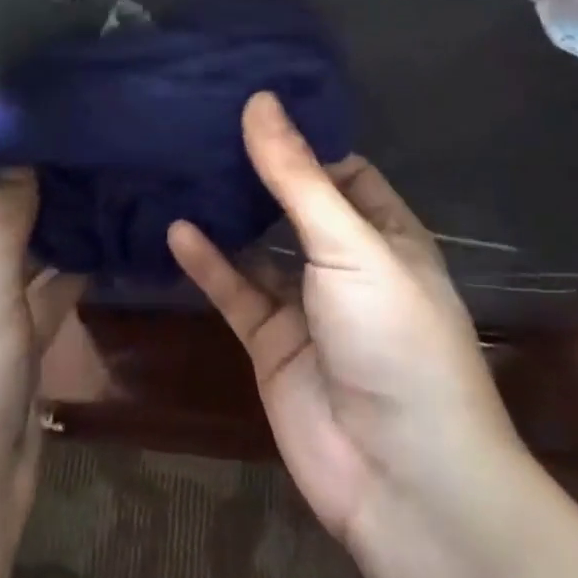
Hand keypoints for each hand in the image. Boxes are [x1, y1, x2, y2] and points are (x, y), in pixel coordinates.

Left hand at [0, 159, 85, 531]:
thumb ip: (7, 220)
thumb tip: (19, 159)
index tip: (2, 157)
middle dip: (9, 207)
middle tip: (60, 178)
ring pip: (2, 269)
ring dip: (38, 244)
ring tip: (84, 207)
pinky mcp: (1, 354)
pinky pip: (26, 305)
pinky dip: (54, 284)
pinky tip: (94, 257)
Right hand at [168, 93, 525, 557]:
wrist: (400, 476)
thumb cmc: (393, 337)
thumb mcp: (349, 244)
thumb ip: (298, 176)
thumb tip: (260, 101)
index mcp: (386, 234)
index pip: (342, 170)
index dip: (302, 137)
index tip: (252, 100)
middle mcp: (347, 263)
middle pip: (295, 204)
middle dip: (257, 171)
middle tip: (203, 124)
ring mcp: (307, 305)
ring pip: (259, 247)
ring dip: (228, 214)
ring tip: (182, 166)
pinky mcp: (272, 343)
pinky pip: (235, 292)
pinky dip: (208, 263)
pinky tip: (176, 230)